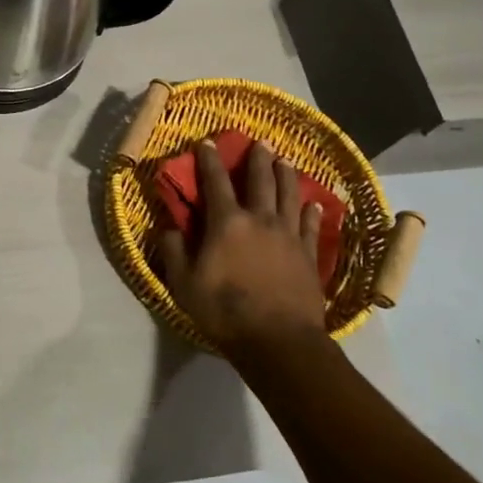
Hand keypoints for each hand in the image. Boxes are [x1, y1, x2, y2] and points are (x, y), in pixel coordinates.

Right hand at [158, 137, 325, 356]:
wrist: (278, 340)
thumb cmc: (224, 310)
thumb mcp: (183, 283)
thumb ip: (173, 250)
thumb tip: (168, 226)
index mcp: (227, 223)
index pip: (215, 182)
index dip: (209, 160)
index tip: (207, 141)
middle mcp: (260, 220)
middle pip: (260, 181)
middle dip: (257, 159)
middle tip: (260, 141)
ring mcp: (288, 236)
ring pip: (289, 196)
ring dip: (286, 176)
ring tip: (285, 161)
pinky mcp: (308, 255)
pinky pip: (311, 226)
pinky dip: (312, 212)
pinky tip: (314, 204)